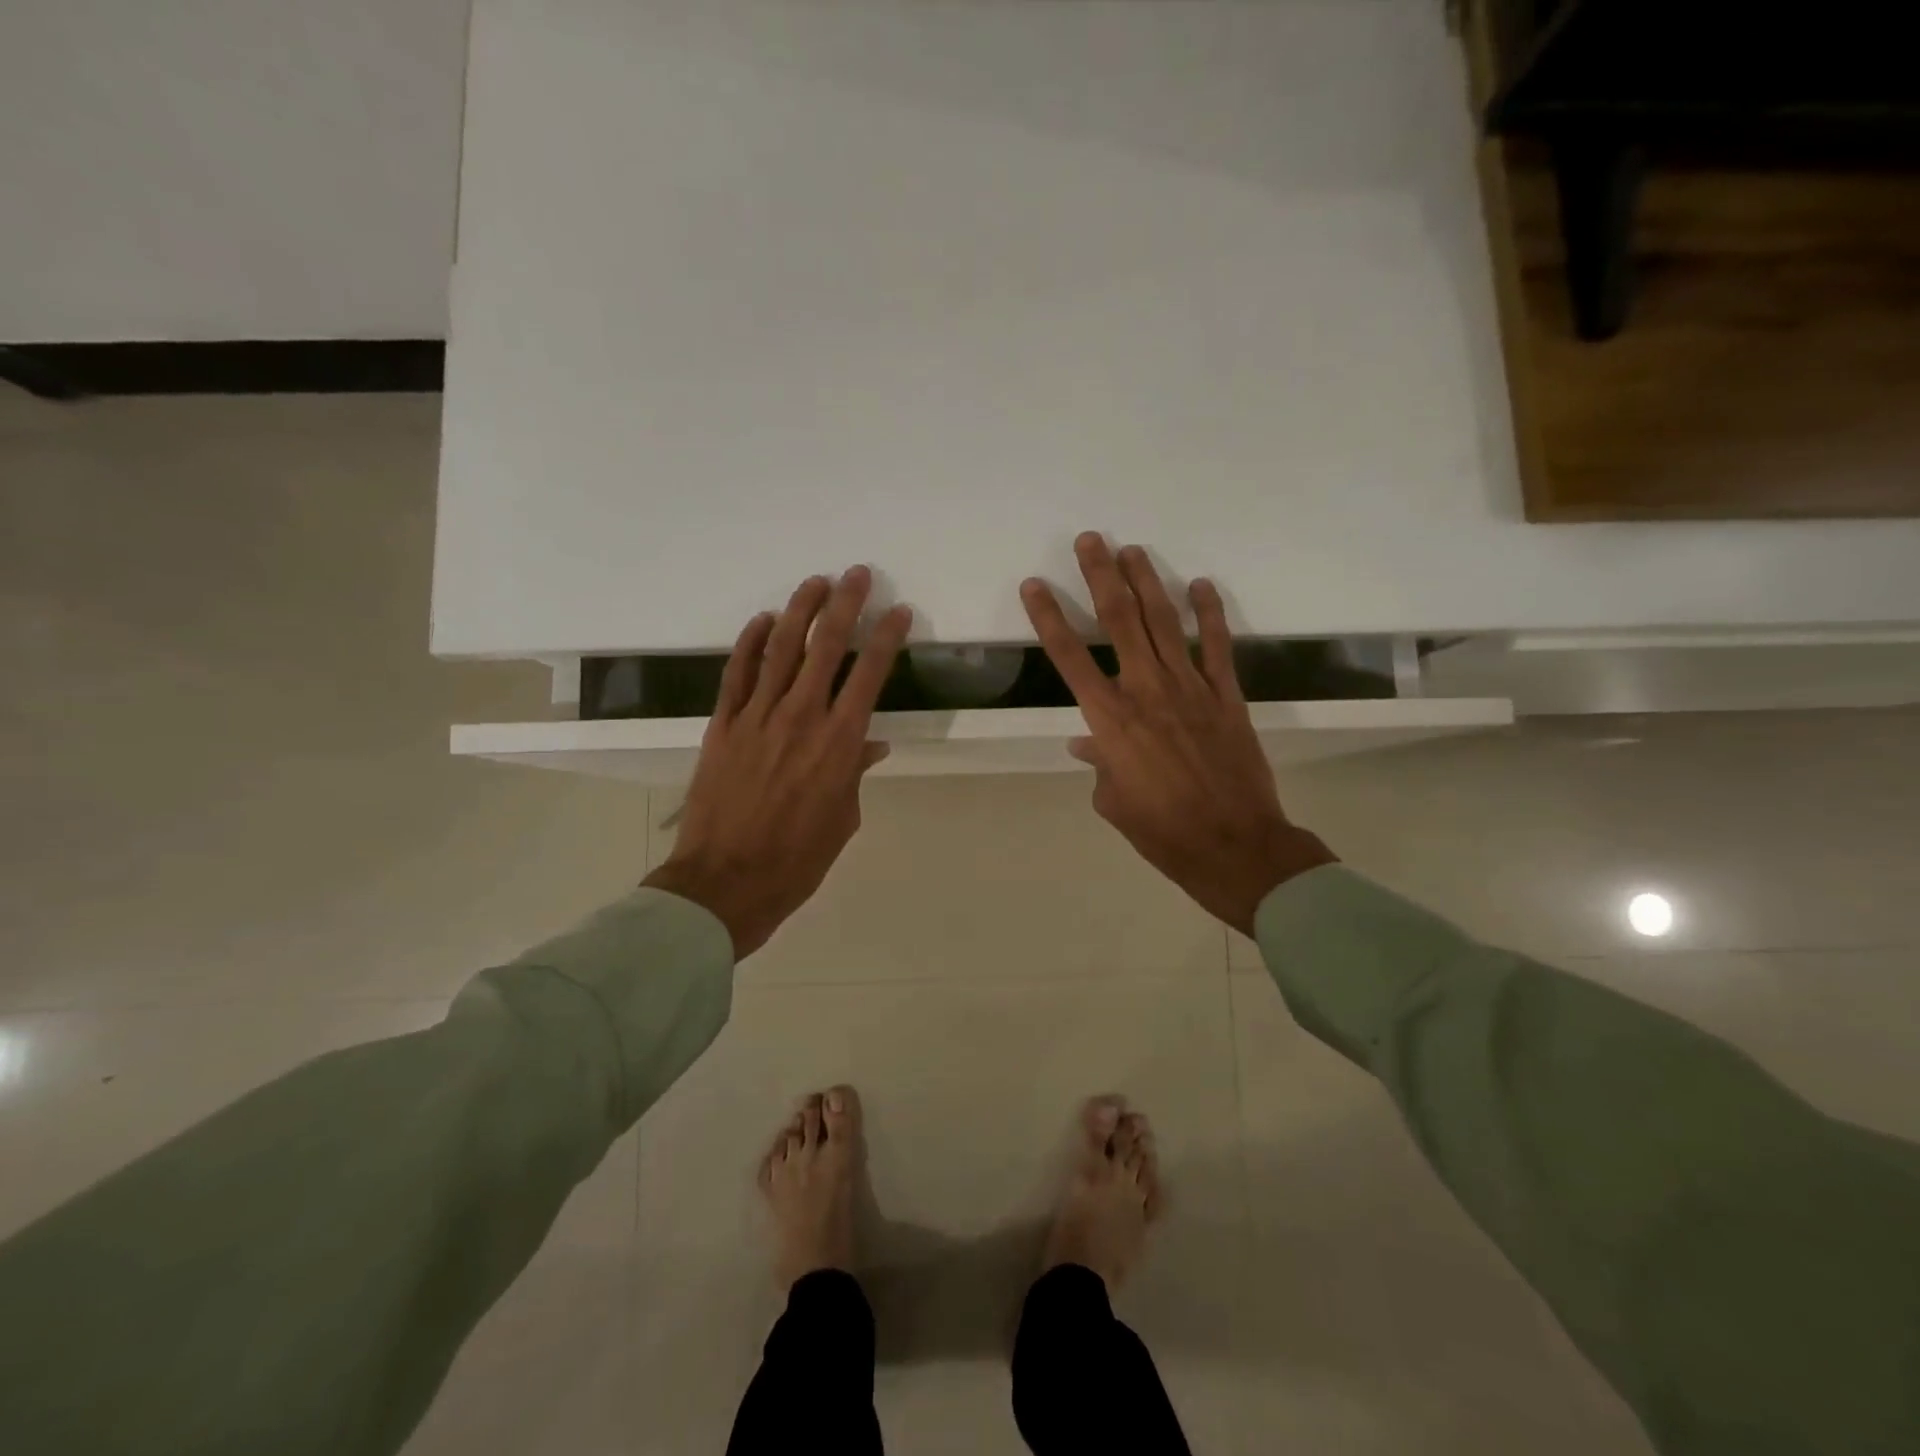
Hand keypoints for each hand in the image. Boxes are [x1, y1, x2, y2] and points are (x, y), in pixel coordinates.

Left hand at [644, 567, 911, 957]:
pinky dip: (751, 642)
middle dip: (845, 605)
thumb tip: (869, 744)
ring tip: (815, 582)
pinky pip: (738, 673)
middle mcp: (801, 717)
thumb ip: (855, 773)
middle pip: (826, 646)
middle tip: (857, 575)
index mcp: (839, 742)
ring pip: (781, 648)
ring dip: (800, 610)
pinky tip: (764, 621)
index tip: (898, 612)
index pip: (869, 674)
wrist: (727, 881)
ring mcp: (757, 716)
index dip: (887, 637)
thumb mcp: (843, 819)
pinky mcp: (723, 724)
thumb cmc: (798, 859)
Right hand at [1021, 534, 1334, 936]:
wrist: (1233, 845)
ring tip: (1132, 549)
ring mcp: (1191, 688)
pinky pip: (1215, 646)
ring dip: (1146, 582)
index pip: (1070, 658)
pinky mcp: (1227, 695)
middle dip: (1101, 576)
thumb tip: (1090, 743)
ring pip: (1163, 623)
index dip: (1049, 618)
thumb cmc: (1162, 831)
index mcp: (1110, 720)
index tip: (1035, 585)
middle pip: (1119, 622)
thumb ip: (1100, 764)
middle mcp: (1146, 692)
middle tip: (1090, 540)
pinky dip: (1208, 614)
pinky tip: (1201, 585)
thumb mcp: (1113, 802)